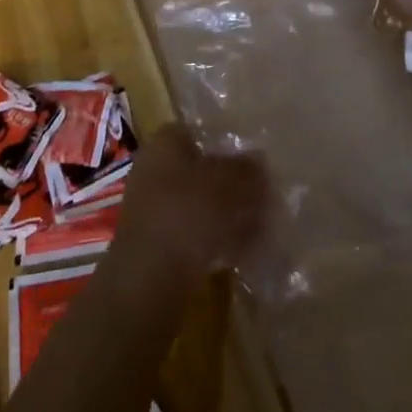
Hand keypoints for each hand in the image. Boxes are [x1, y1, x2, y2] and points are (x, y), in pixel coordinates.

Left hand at [110, 124, 266, 283]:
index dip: (227, 144)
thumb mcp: (227, 184)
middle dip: (232, 185)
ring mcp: (152, 208)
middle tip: (263, 199)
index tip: (253, 162)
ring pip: (199, 204)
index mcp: (165, 142)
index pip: (199, 133)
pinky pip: (193, 233)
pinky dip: (216, 239)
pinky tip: (243, 253)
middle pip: (201, 170)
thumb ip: (246, 169)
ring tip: (260, 228)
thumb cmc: (188, 213)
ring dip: (228, 215)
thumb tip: (259, 160)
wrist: (149, 278)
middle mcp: (154, 169)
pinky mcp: (156, 243)